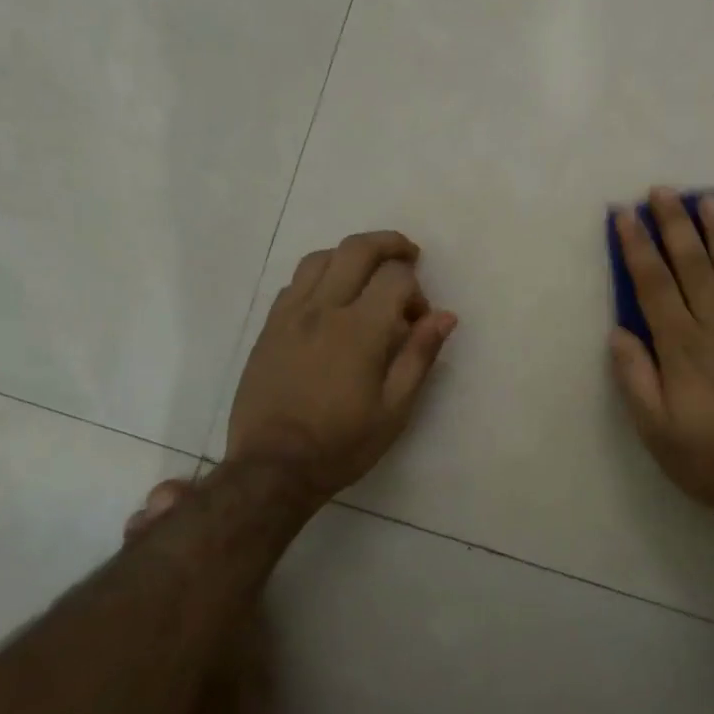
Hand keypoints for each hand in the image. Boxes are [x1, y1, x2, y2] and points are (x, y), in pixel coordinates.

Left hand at [224, 230, 456, 500]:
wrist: (272, 468)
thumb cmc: (341, 444)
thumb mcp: (395, 409)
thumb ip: (419, 355)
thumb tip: (445, 315)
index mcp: (360, 329)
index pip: (395, 276)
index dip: (415, 289)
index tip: (418, 319)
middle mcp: (323, 309)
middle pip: (357, 249)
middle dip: (389, 244)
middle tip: (408, 256)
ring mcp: (290, 314)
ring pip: (321, 258)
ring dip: (350, 255)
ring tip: (367, 273)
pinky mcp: (269, 327)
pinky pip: (295, 282)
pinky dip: (320, 276)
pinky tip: (330, 299)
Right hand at [610, 189, 713, 528]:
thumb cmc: (712, 459)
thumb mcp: (655, 430)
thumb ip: (635, 377)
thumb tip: (620, 331)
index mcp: (682, 347)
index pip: (654, 284)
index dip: (638, 247)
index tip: (625, 214)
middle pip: (694, 266)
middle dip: (675, 225)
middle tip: (663, 190)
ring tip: (710, 200)